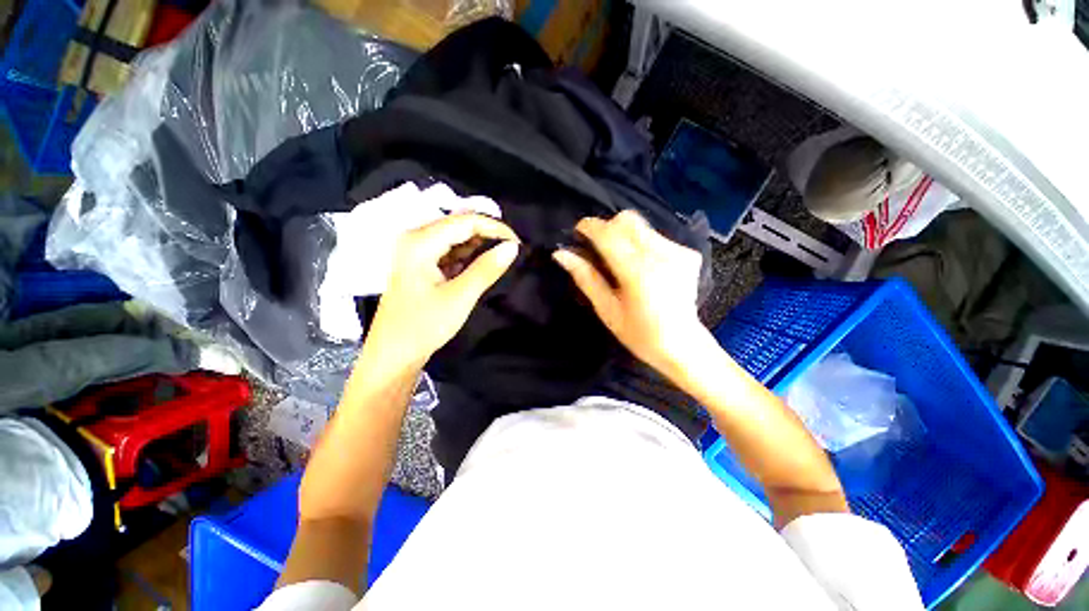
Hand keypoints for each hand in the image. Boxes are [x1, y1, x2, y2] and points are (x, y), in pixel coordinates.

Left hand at [363, 214, 519, 371]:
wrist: (393, 354)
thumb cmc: (423, 326)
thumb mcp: (460, 297)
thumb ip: (487, 269)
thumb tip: (512, 247)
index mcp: (420, 242)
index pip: (465, 221)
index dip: (495, 228)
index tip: (518, 243)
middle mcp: (415, 239)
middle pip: (459, 226)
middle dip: (488, 235)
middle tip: (513, 250)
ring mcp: (417, 252)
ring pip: (456, 239)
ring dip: (480, 246)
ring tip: (502, 257)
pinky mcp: (421, 265)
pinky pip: (450, 252)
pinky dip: (468, 257)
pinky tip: (482, 265)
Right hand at [553, 210, 705, 375]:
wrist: (682, 345)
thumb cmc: (639, 334)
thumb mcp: (606, 310)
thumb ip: (585, 278)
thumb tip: (561, 254)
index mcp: (637, 273)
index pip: (608, 234)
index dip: (590, 227)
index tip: (578, 232)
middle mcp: (661, 255)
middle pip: (628, 220)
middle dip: (608, 228)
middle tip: (599, 249)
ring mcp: (679, 252)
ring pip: (643, 227)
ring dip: (625, 237)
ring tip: (622, 262)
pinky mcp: (689, 254)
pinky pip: (658, 237)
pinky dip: (643, 245)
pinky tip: (644, 267)